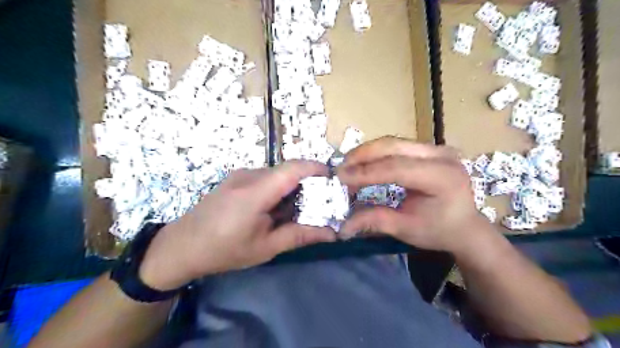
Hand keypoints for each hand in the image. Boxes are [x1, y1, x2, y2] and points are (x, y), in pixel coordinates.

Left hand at [140, 161, 336, 290]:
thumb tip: (332, 233)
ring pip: (277, 174)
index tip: (334, 180)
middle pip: (287, 170)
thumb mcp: (266, 247)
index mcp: (255, 192)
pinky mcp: (236, 178)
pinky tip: (275, 208)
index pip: (293, 168)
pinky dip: (278, 188)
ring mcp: (240, 175)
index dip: (317, 168)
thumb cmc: (223, 250)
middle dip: (308, 183)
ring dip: (292, 187)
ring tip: (298, 209)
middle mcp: (248, 175)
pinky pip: (265, 177)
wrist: (180, 246)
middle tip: (319, 203)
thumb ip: (300, 235)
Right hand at [338, 137, 492, 253]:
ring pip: (394, 142)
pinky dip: (378, 153)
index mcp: (442, 177)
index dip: (365, 172)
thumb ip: (375, 221)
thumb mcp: (406, 229)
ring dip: (368, 152)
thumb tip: (343, 226)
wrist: (465, 226)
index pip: (396, 168)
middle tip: (341, 167)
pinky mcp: (431, 149)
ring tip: (349, 164)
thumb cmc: (439, 231)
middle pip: (394, 146)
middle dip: (363, 155)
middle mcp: (442, 155)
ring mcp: (437, 149)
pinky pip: (398, 146)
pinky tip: (364, 162)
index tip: (341, 176)